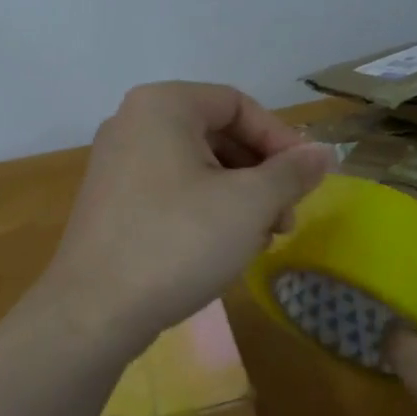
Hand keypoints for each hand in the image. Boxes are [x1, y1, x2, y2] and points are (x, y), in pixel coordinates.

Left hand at [41, 82, 335, 346]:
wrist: (94, 311)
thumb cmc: (178, 242)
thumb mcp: (249, 204)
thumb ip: (292, 172)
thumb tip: (322, 153)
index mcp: (162, 105)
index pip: (238, 104)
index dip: (280, 139)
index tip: (307, 179)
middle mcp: (132, 122)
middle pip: (217, 134)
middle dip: (261, 175)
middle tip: (286, 219)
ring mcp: (117, 163)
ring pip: (197, 166)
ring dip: (238, 197)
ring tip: (260, 240)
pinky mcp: (112, 201)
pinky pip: (171, 190)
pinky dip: (205, 209)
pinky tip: (223, 248)